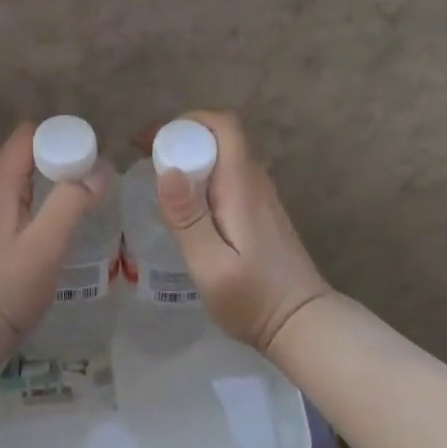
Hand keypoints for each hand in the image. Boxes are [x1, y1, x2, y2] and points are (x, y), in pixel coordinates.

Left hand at [0, 122, 109, 349]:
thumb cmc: (7, 288)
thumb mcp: (46, 245)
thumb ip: (71, 203)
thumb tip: (100, 172)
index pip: (28, 134)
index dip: (60, 135)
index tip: (92, 151)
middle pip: (28, 152)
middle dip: (62, 154)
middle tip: (96, 174)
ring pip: (26, 176)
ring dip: (55, 177)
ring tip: (88, 191)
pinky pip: (22, 197)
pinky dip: (44, 196)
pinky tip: (64, 216)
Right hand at [157, 111, 333, 354]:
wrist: (302, 325)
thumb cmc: (254, 299)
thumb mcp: (211, 266)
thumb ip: (188, 219)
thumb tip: (168, 171)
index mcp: (242, 187)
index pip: (223, 126)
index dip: (186, 122)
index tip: (151, 140)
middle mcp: (255, 183)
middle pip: (221, 137)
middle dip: (181, 137)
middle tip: (144, 157)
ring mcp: (261, 197)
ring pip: (225, 156)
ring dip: (191, 155)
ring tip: (156, 176)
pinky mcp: (260, 212)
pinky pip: (229, 176)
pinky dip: (202, 175)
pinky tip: (184, 203)